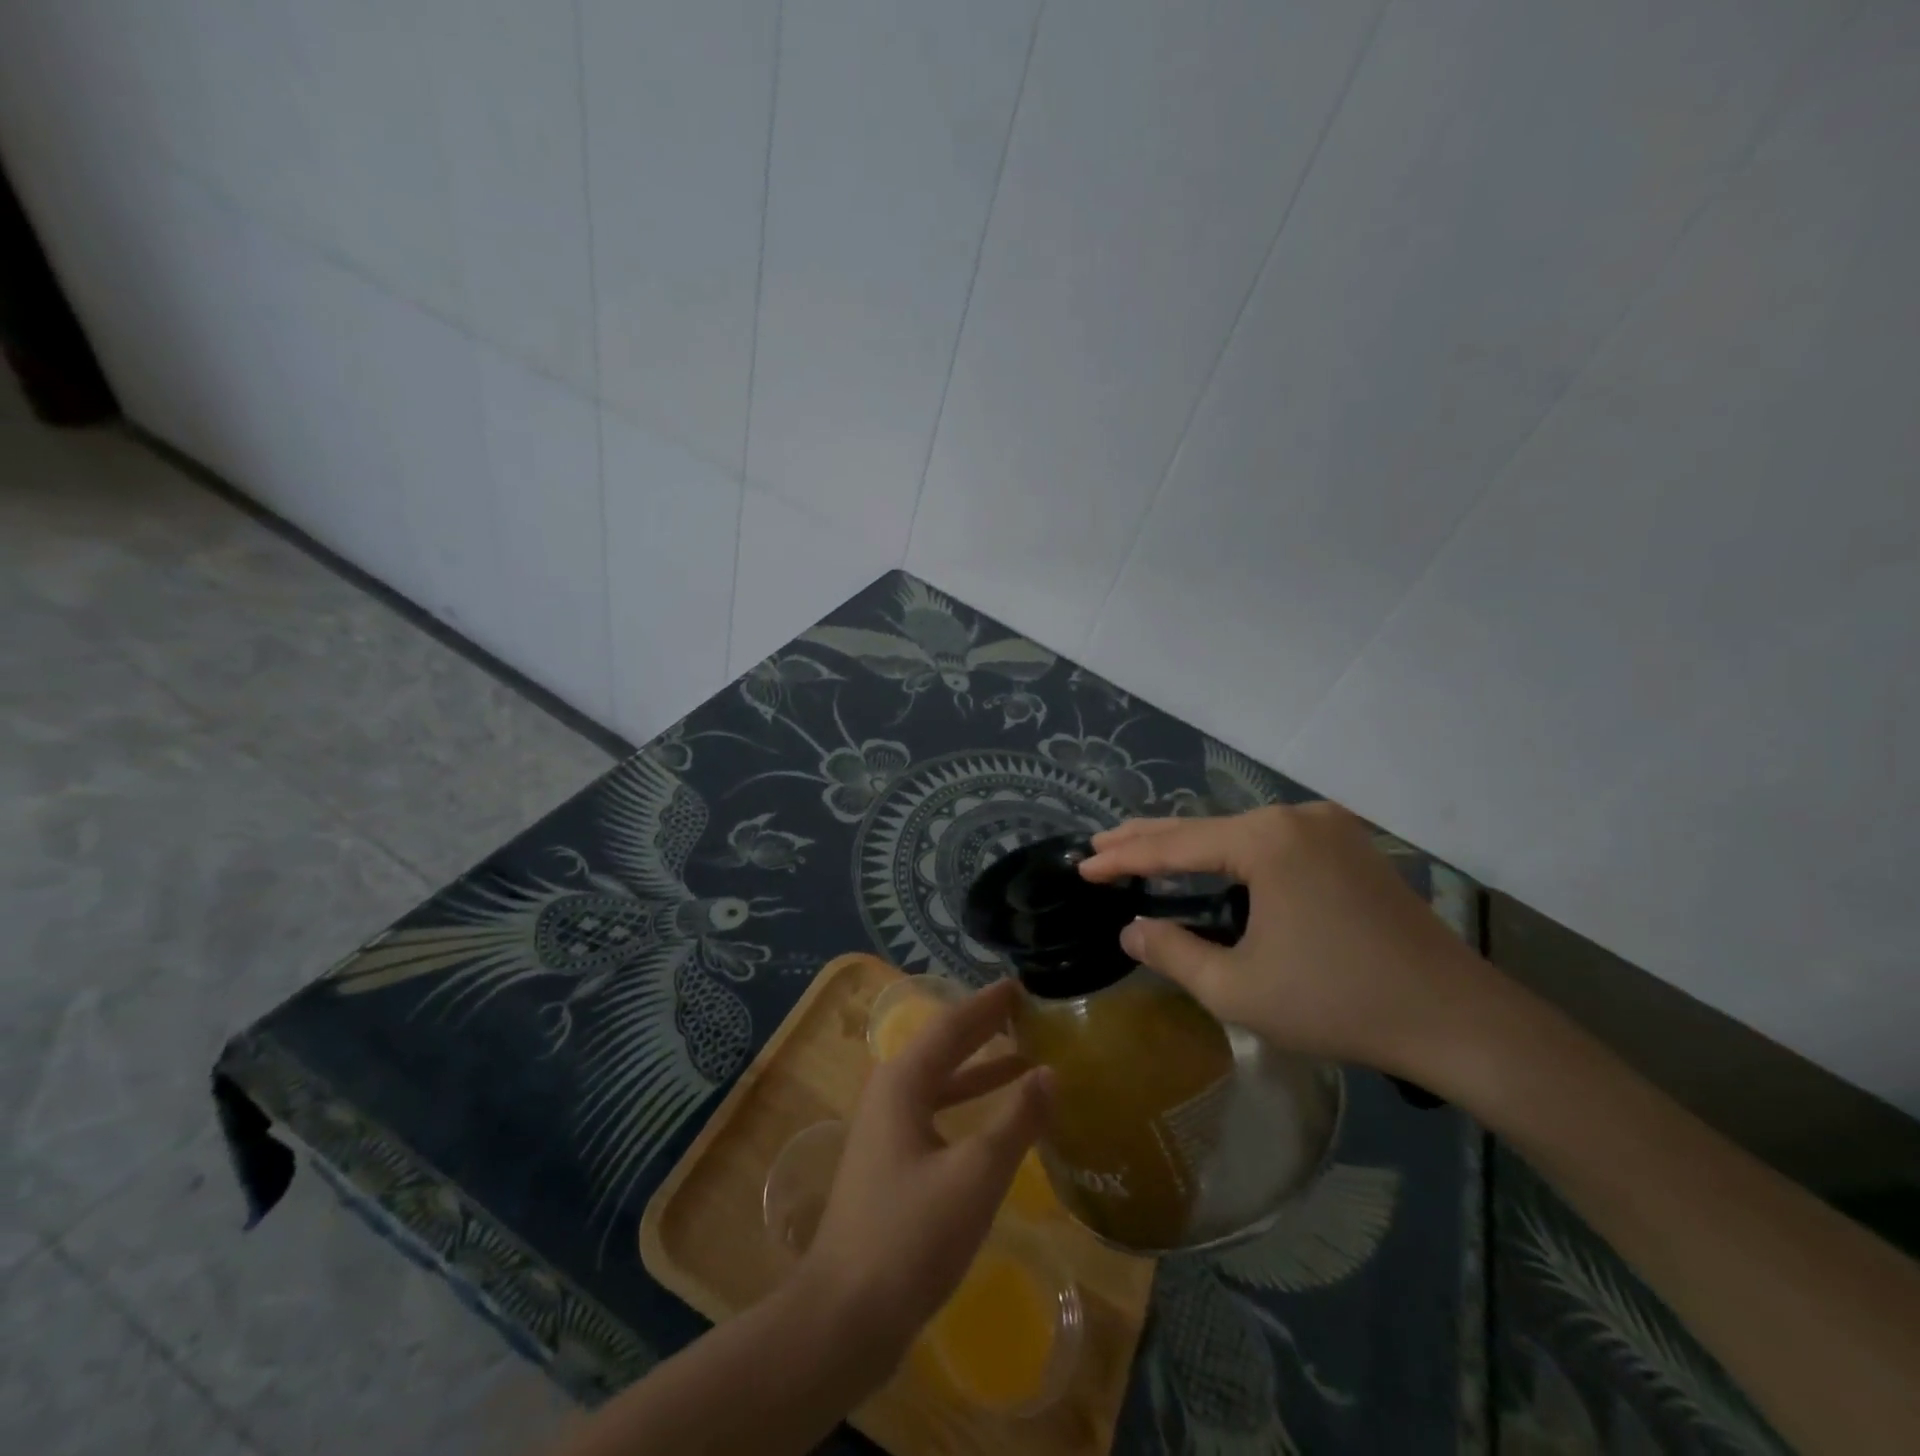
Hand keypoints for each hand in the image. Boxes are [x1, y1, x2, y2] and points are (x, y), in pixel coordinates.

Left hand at [796, 979, 1052, 1379]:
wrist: (843, 1318)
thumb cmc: (909, 1237)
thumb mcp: (975, 1176)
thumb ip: (1016, 1121)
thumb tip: (1050, 1072)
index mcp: (903, 1083)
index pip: (951, 1026)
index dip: (987, 1004)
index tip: (1020, 984)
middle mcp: (891, 1095)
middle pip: (943, 1048)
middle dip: (983, 1028)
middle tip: (1026, 1010)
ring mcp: (887, 1131)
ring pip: (941, 1083)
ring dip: (980, 1069)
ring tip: (1024, 1057)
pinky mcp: (892, 1165)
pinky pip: (937, 1114)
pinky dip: (969, 1106)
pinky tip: (997, 1122)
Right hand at [1078, 804, 1490, 1078]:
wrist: (1458, 1021)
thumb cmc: (1338, 1003)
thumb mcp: (1238, 988)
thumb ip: (1173, 952)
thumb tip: (1131, 931)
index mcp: (1266, 841)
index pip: (1175, 844)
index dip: (1124, 857)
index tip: (1082, 866)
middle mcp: (1295, 817)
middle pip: (1204, 826)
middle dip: (1148, 838)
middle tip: (1100, 845)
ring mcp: (1328, 827)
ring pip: (1238, 832)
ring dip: (1190, 844)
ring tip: (1142, 850)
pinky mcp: (1350, 846)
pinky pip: (1272, 841)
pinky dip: (1231, 852)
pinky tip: (1211, 861)